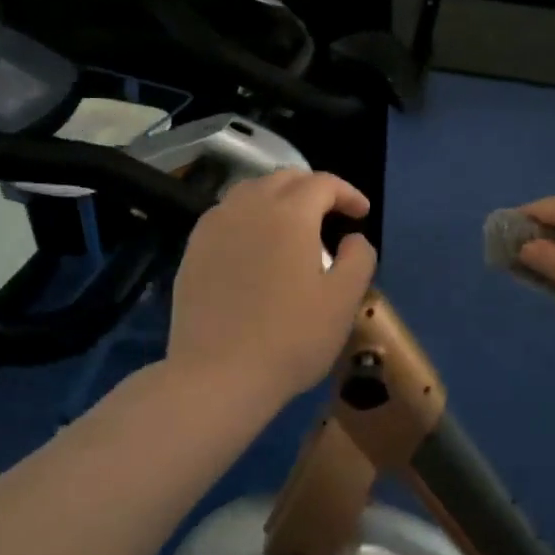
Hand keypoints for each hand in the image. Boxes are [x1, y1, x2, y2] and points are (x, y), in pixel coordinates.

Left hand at [167, 171, 377, 409]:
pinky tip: (256, 245)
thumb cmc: (290, 338)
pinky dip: (249, 216)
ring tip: (293, 226)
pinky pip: (226, 215)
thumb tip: (354, 238)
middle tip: (331, 215)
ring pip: (250, 191)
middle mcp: (248, 207)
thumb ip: (358, 258)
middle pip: (284, 179)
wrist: (217, 375)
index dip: (348, 193)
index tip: (361, 214)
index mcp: (289, 214)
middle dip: (313, 189)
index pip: (323, 183)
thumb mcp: (343, 300)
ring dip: (278, 198)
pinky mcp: (193, 249)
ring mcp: (214, 226)